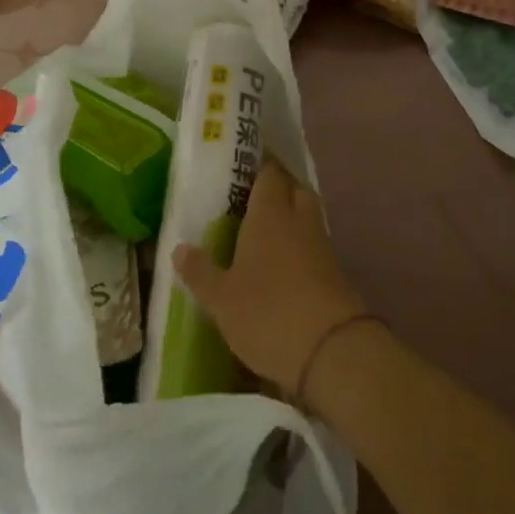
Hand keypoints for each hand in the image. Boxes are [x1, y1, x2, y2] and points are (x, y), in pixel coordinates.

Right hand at [174, 159, 368, 399]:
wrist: (333, 352)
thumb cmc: (269, 313)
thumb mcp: (222, 299)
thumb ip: (200, 271)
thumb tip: (180, 248)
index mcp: (270, 214)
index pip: (268, 172)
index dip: (257, 163)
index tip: (239, 162)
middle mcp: (299, 220)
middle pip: (293, 187)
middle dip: (275, 185)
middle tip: (248, 195)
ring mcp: (321, 246)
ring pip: (305, 215)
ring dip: (288, 214)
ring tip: (259, 228)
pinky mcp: (334, 272)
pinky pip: (312, 242)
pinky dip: (297, 243)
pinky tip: (280, 261)